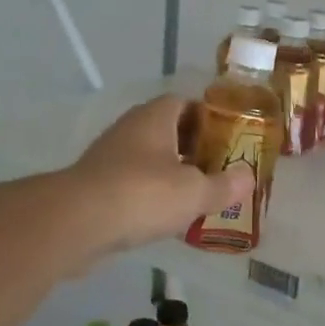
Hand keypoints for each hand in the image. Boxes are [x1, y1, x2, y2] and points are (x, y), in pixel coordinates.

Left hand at [69, 95, 251, 253]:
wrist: (76, 223)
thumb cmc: (142, 194)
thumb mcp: (195, 192)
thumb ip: (224, 185)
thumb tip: (248, 177)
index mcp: (154, 118)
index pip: (184, 102)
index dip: (208, 116)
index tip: (227, 138)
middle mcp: (129, 130)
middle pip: (166, 130)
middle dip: (191, 147)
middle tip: (216, 168)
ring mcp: (108, 158)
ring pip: (147, 159)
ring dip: (169, 173)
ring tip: (195, 195)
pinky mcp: (94, 186)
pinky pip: (131, 184)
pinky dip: (148, 195)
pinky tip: (164, 217)